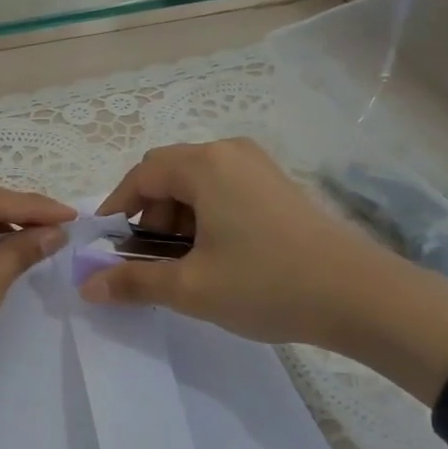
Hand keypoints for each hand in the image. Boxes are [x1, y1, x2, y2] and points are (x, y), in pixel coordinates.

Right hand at [82, 140, 447, 401]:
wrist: (360, 296)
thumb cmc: (266, 284)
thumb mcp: (191, 288)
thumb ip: (133, 282)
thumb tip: (87, 285)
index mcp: (205, 165)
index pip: (141, 175)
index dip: (117, 209)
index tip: (107, 246)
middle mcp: (230, 152)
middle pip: (168, 174)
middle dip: (149, 216)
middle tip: (150, 261)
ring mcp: (259, 166)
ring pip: (197, 183)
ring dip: (178, 218)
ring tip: (186, 264)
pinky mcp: (279, 184)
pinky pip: (224, 190)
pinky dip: (206, 216)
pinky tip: (218, 255)